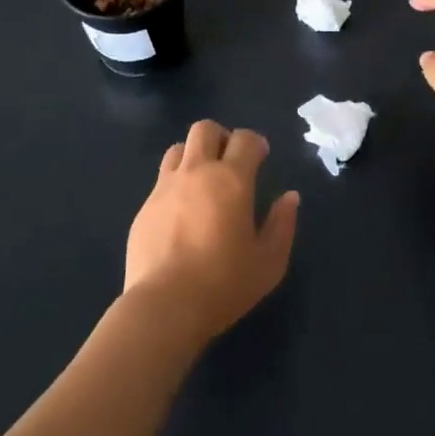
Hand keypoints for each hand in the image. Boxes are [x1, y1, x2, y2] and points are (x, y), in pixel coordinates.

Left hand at [124, 121, 299, 346]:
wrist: (164, 306)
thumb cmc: (224, 284)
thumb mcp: (269, 262)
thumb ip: (283, 224)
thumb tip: (290, 197)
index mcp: (231, 180)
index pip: (245, 138)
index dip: (256, 143)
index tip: (261, 158)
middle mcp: (197, 172)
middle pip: (204, 128)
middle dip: (221, 137)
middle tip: (230, 163)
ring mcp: (165, 187)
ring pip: (178, 148)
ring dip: (194, 155)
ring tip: (203, 182)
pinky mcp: (144, 207)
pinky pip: (161, 180)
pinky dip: (175, 184)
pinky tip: (181, 213)